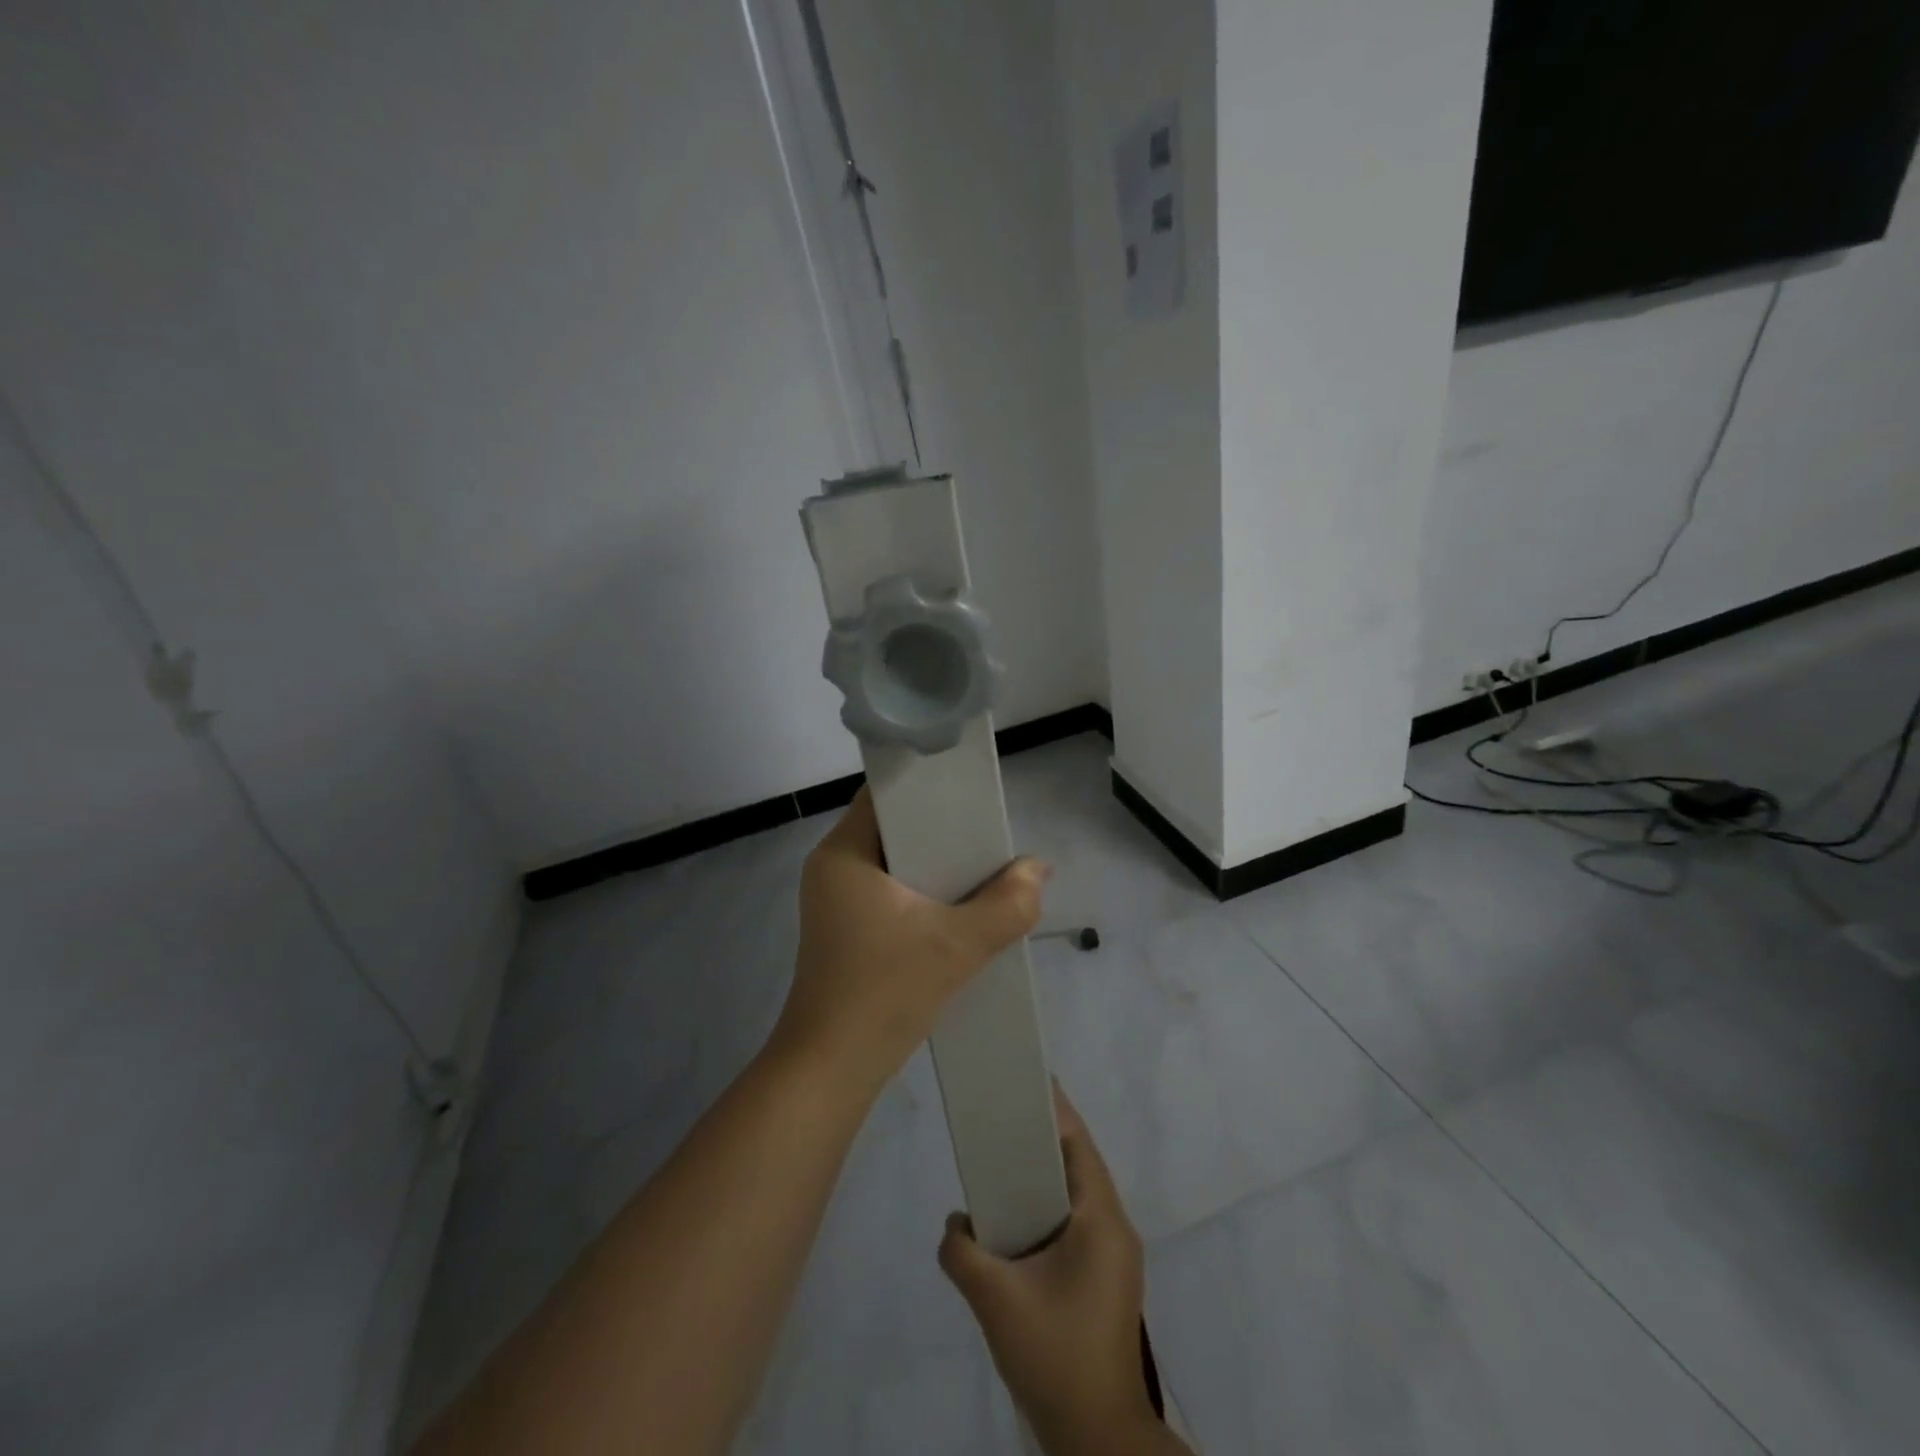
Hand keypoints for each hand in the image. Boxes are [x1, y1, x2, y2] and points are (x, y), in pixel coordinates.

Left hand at [772, 787, 1047, 1099]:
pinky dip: (923, 894)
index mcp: (843, 852)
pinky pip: (890, 893)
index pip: (887, 793)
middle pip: (895, 828)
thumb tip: (1039, 870)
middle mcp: (833, 867)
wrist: (830, 1072)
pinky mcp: (845, 930)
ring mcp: (836, 901)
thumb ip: (1007, 904)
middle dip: (943, 831)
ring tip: (984, 870)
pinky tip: (958, 910)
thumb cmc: (883, 993)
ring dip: (937, 867)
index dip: (930, 787)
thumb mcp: (956, 946)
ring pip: (896, 863)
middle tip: (989, 837)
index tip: (973, 797)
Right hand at [939, 1088, 1178, 1455]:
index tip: (1023, 1079)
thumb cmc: (1054, 1355)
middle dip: (1041, 1138)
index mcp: (1101, 1220)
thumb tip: (956, 1225)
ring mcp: (1114, 1256)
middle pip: (1078, 1163)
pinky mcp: (1105, 1278)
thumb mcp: (996, 1300)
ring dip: (1043, 1175)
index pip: (1078, 1144)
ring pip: (1077, 1194)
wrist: (1095, 1437)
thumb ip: (962, 1251)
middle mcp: (1115, 1228)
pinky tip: (1016, 1219)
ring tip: (1002, 1162)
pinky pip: (1075, 1221)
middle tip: (1001, 1117)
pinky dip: (1047, 1207)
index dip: (1052, 1108)